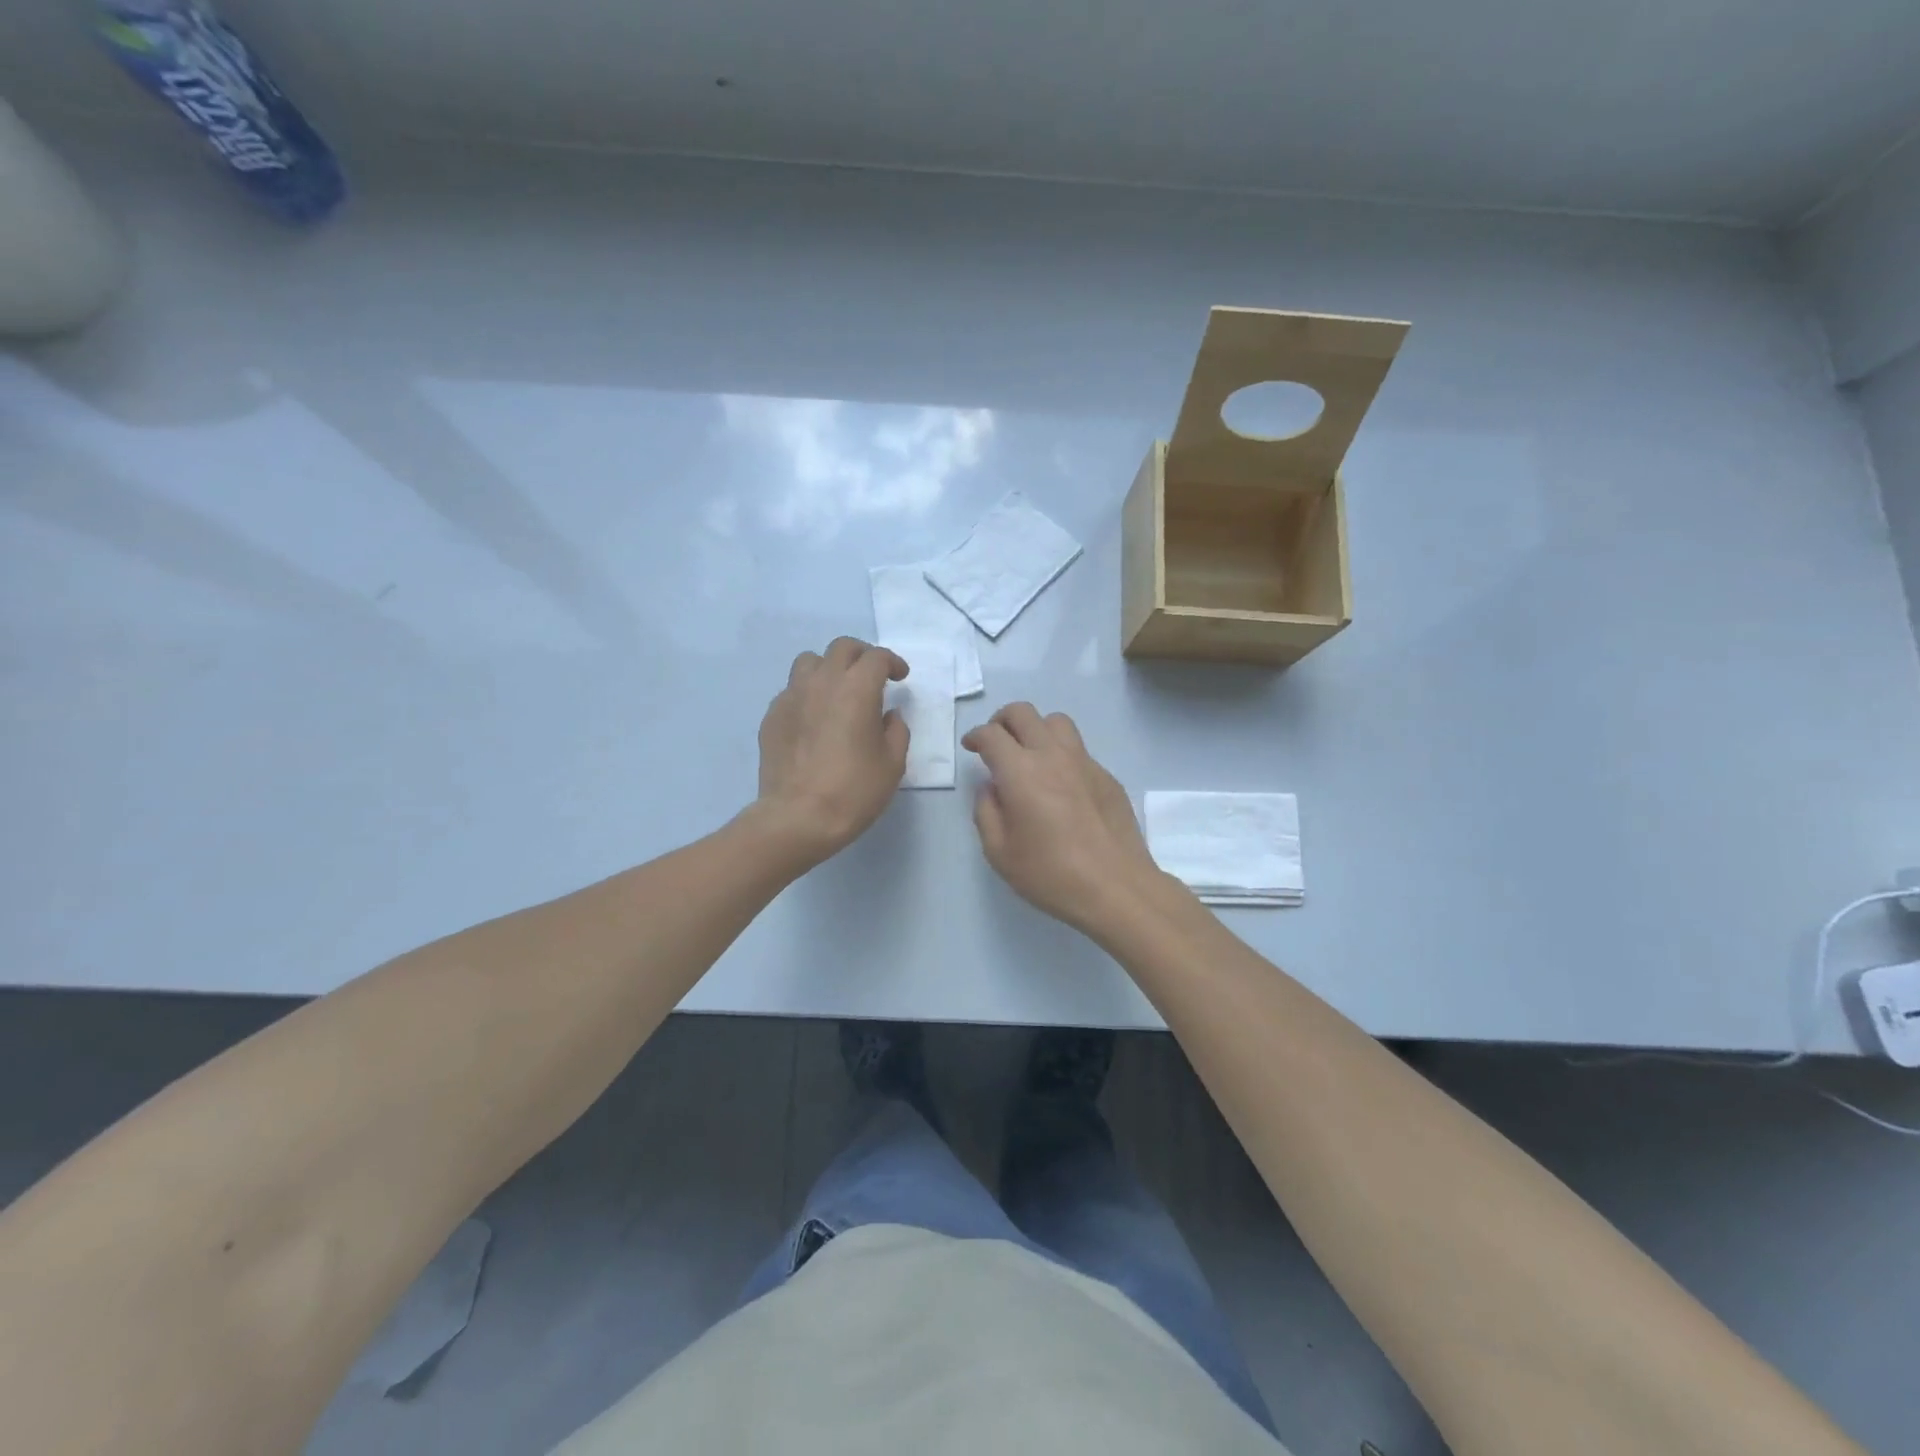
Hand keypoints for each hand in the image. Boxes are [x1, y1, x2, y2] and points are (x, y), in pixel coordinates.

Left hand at [753, 637, 909, 867]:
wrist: (798, 817)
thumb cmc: (853, 790)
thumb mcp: (892, 764)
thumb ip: (896, 731)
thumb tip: (888, 716)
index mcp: (856, 689)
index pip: (876, 658)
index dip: (892, 662)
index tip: (900, 677)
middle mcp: (822, 682)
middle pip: (841, 648)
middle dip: (861, 656)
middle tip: (872, 676)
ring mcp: (791, 697)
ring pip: (809, 662)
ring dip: (829, 668)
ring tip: (838, 690)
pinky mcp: (772, 716)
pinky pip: (792, 691)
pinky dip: (808, 694)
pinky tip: (814, 719)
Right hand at [962, 703, 1165, 934]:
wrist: (1116, 887)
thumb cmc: (1051, 874)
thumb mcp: (999, 852)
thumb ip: (987, 812)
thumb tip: (992, 788)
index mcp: (1020, 771)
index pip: (991, 734)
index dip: (975, 736)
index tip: (971, 748)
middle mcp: (1052, 755)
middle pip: (1023, 713)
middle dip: (1002, 720)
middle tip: (996, 743)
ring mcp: (1084, 762)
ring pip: (1057, 722)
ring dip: (1036, 728)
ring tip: (1030, 754)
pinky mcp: (1107, 776)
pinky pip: (1079, 749)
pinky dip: (1062, 754)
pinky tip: (1061, 784)